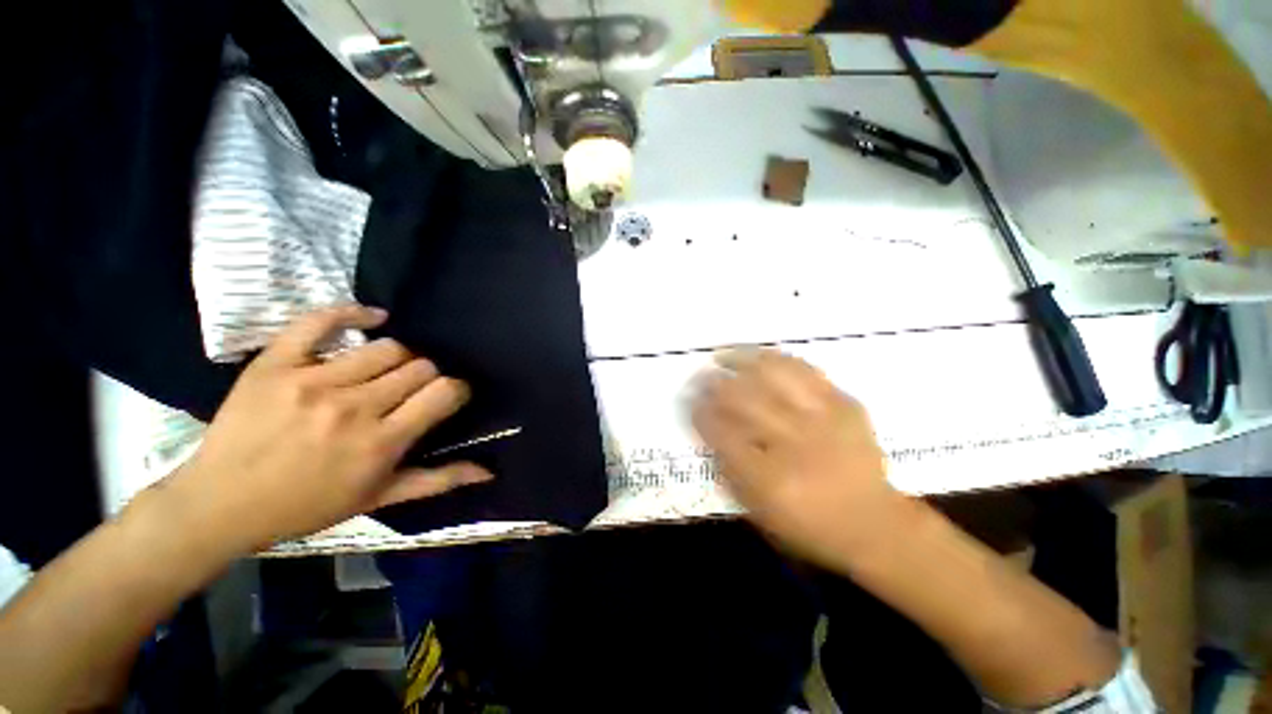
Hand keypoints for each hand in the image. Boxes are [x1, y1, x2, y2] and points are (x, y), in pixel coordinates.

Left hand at [169, 305, 492, 552]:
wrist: (219, 504)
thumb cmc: (306, 507)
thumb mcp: (378, 499)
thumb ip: (438, 480)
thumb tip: (489, 470)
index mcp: (380, 443)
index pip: (444, 392)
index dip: (457, 389)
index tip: (450, 396)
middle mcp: (353, 407)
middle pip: (420, 365)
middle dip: (427, 376)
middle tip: (411, 391)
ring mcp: (312, 380)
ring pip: (386, 347)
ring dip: (397, 358)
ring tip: (384, 372)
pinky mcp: (276, 363)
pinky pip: (321, 321)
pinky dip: (352, 312)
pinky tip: (373, 317)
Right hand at [691, 350, 909, 568]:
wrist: (875, 525)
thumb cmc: (809, 526)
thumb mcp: (759, 511)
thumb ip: (729, 469)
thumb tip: (709, 428)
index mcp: (769, 479)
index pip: (722, 433)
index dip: (700, 412)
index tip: (690, 401)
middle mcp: (795, 443)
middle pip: (743, 399)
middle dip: (714, 384)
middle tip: (700, 376)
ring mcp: (824, 419)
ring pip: (774, 376)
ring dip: (742, 361)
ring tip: (724, 356)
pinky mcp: (845, 405)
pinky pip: (806, 371)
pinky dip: (777, 360)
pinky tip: (761, 357)